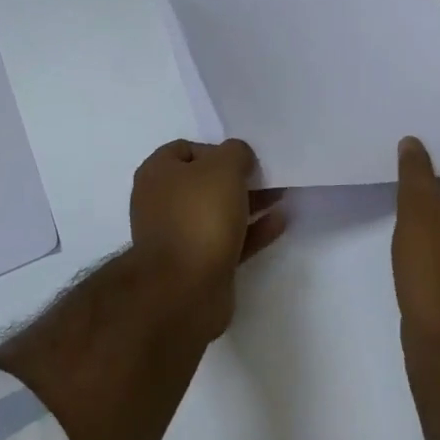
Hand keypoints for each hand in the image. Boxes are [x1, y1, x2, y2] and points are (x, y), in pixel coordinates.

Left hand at [129, 139, 286, 332]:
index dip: (216, 149)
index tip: (243, 159)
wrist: (184, 289)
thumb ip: (235, 153)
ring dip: (249, 203)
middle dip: (237, 178)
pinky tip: (280, 222)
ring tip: (282, 195)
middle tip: (268, 177)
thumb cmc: (199, 216)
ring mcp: (179, 236)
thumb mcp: (223, 167)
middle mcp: (163, 202)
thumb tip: (239, 158)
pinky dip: (252, 230)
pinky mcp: (198, 264)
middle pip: (204, 182)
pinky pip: (229, 240)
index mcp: (157, 173)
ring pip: (218, 212)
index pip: (185, 149)